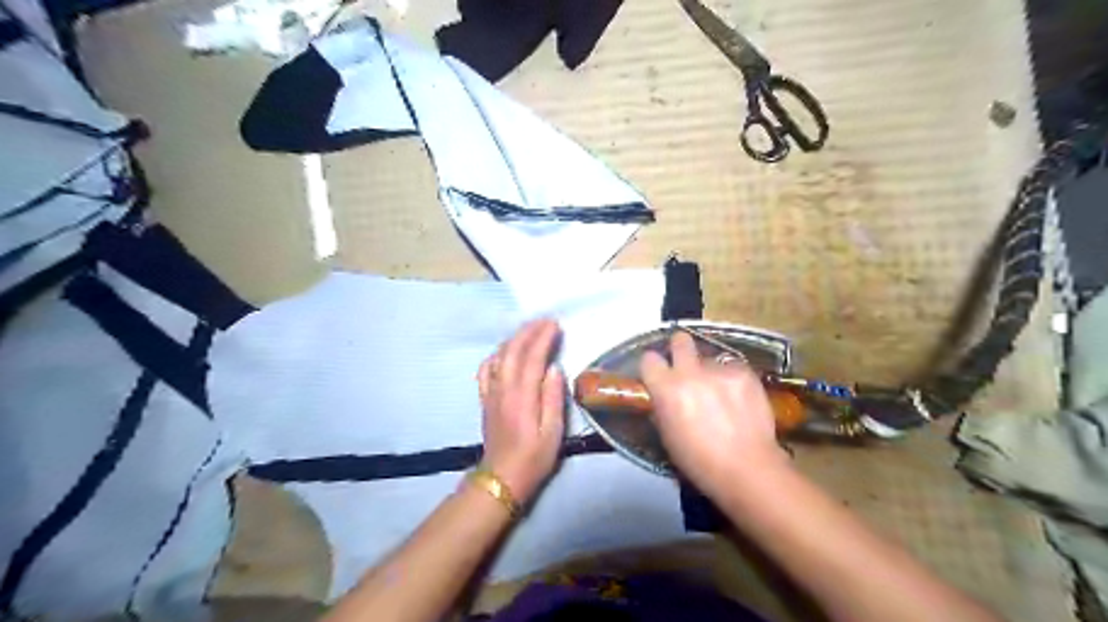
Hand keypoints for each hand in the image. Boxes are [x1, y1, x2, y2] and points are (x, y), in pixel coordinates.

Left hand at [478, 321, 566, 505]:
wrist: (502, 477)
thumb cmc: (534, 458)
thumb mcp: (553, 432)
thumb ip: (553, 398)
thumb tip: (554, 368)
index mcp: (522, 396)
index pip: (532, 358)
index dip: (543, 338)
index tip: (555, 325)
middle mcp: (504, 389)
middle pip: (513, 351)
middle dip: (529, 331)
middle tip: (545, 321)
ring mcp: (491, 393)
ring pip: (499, 357)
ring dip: (513, 339)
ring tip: (529, 330)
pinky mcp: (485, 400)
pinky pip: (486, 370)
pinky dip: (496, 355)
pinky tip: (504, 353)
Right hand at [642, 332, 786, 498]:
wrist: (747, 468)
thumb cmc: (699, 461)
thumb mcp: (667, 435)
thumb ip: (662, 407)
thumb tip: (662, 396)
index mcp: (666, 388)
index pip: (649, 358)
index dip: (653, 366)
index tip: (658, 373)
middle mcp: (690, 372)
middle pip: (680, 340)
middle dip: (680, 348)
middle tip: (686, 365)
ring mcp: (720, 370)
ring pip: (710, 359)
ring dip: (710, 371)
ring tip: (721, 393)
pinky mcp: (745, 373)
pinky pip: (733, 367)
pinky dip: (732, 379)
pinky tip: (739, 398)